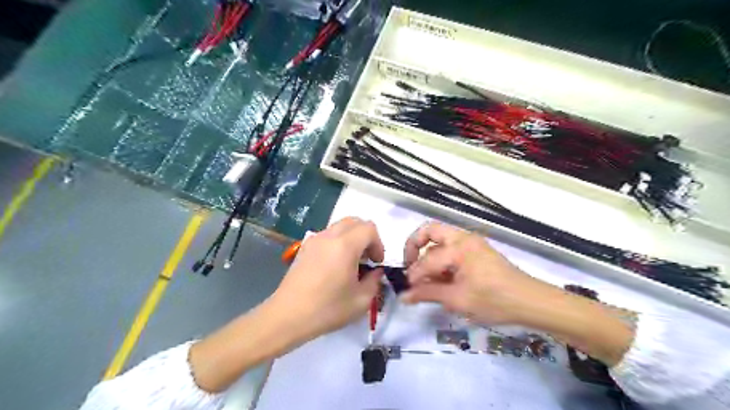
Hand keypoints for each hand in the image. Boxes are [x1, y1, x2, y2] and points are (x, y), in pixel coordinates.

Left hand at [271, 218, 382, 342]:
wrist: (288, 316)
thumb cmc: (327, 309)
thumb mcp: (361, 300)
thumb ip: (375, 281)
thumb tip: (375, 271)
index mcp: (345, 245)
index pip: (369, 229)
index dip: (378, 244)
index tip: (376, 263)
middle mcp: (329, 236)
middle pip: (354, 221)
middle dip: (366, 236)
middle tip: (367, 258)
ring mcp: (314, 240)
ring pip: (340, 226)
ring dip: (352, 237)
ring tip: (351, 261)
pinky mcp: (304, 247)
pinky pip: (327, 234)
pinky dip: (338, 241)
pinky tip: (335, 264)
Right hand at [399, 223, 541, 324]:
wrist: (530, 302)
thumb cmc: (493, 300)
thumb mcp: (457, 300)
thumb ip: (427, 294)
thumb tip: (403, 296)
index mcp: (458, 247)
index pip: (427, 259)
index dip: (414, 275)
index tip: (408, 289)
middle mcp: (463, 238)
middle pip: (430, 231)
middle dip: (414, 246)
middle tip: (410, 266)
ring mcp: (471, 242)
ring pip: (440, 240)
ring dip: (429, 254)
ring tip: (427, 279)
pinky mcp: (477, 250)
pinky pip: (451, 248)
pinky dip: (441, 259)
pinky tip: (442, 279)